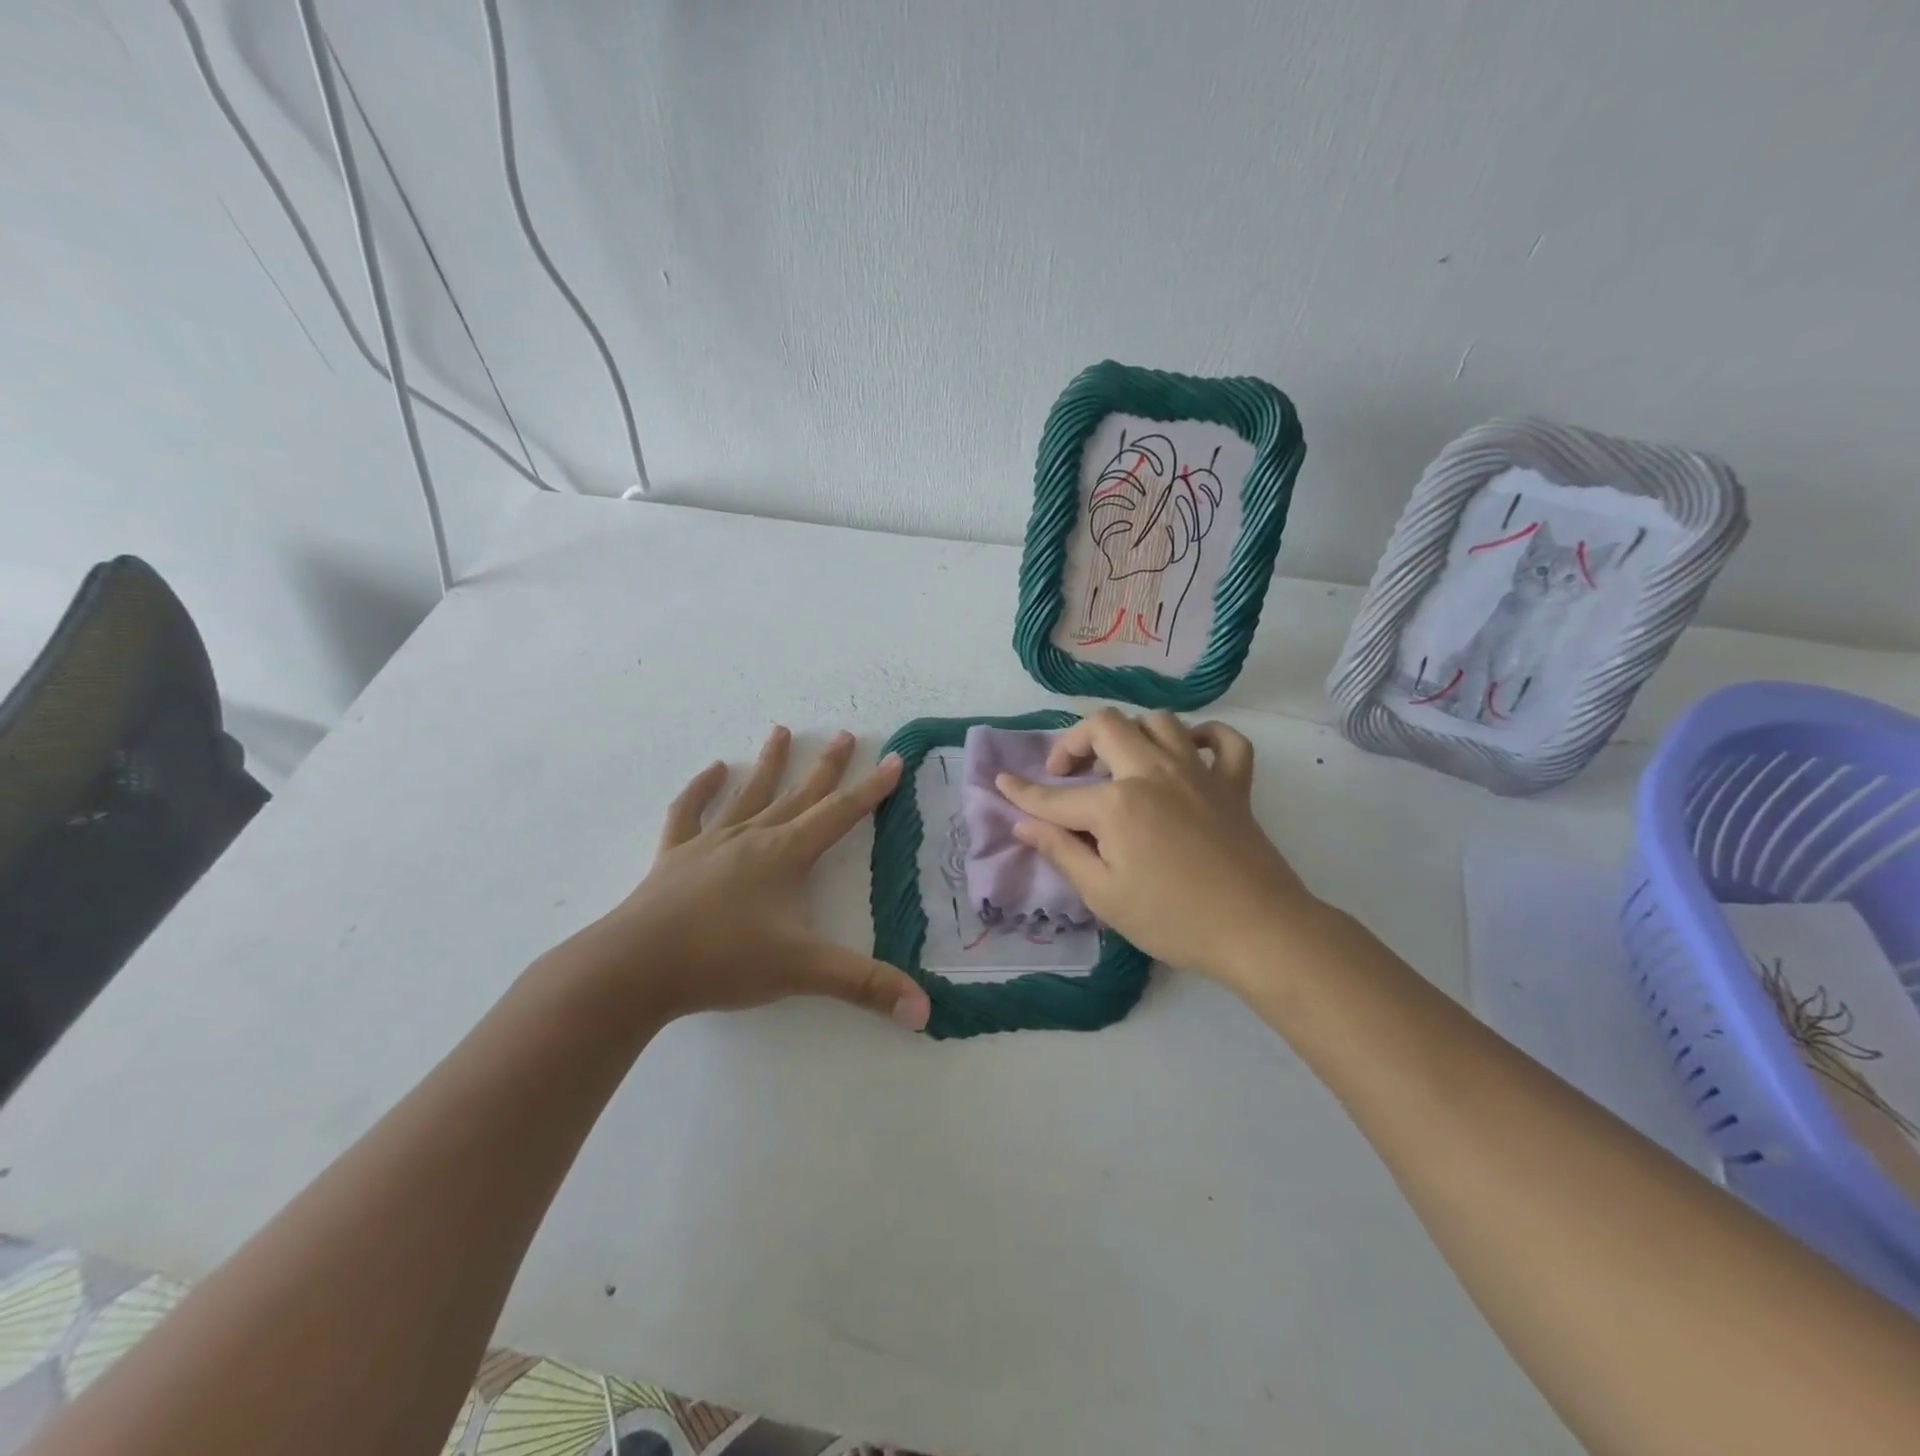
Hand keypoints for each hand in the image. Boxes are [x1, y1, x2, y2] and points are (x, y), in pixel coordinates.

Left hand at [563, 727, 931, 1030]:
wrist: (633, 968)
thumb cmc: (722, 961)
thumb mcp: (802, 972)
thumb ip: (864, 986)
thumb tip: (925, 1009)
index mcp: (785, 855)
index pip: (840, 814)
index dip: (871, 788)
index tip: (892, 759)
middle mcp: (752, 838)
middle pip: (798, 795)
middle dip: (825, 766)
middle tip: (843, 734)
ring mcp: (710, 843)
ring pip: (748, 794)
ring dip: (768, 763)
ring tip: (780, 730)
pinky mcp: (674, 857)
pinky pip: (689, 812)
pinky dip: (701, 789)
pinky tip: (712, 770)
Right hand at [995, 709, 1318, 992]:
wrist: (1258, 931)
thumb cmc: (1173, 920)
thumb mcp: (1104, 895)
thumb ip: (1060, 851)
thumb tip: (1023, 823)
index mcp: (1117, 803)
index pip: (1055, 796)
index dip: (1022, 793)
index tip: (1001, 782)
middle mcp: (1153, 772)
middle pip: (1105, 726)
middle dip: (1073, 742)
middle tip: (1066, 773)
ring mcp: (1198, 772)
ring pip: (1158, 722)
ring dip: (1131, 734)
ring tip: (1120, 764)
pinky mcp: (1234, 784)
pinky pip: (1225, 740)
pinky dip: (1203, 737)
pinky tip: (1188, 754)